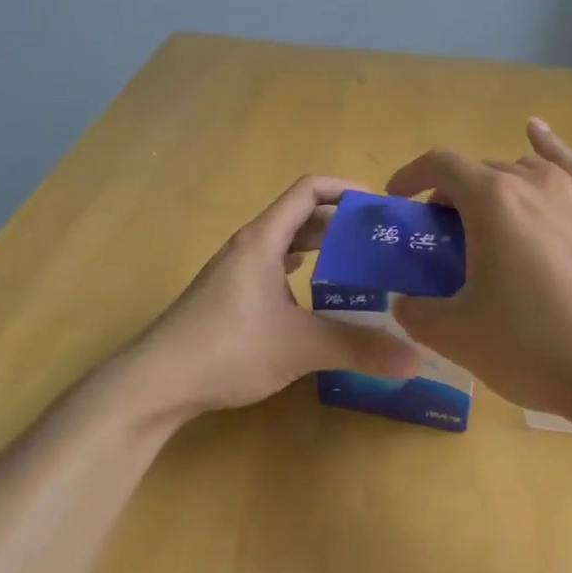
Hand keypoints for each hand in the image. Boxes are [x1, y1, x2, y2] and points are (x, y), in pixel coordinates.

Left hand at [135, 176, 420, 419]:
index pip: (309, 190)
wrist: (155, 383)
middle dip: (342, 222)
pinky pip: (275, 269)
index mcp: (264, 240)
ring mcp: (236, 273)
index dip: (346, 188)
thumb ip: (358, 348)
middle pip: (301, 216)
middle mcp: (249, 247)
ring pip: (287, 245)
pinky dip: (302, 272)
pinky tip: (320, 296)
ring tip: (361, 265)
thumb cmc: (227, 348)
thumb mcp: (300, 346)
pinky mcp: (230, 298)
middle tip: (382, 240)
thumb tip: (416, 358)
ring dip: (322, 247)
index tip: (381, 205)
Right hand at [386, 120, 571, 430]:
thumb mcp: (459, 337)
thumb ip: (418, 313)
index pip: (440, 164)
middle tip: (447, 239)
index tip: (397, 199)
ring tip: (493, 221)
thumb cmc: (538, 347)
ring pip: (526, 170)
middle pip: (482, 170)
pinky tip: (538, 134)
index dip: (411, 176)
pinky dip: (548, 148)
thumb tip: (406, 302)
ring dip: (498, 187)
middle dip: (454, 195)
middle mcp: (536, 182)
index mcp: (493, 200)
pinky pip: (571, 167)